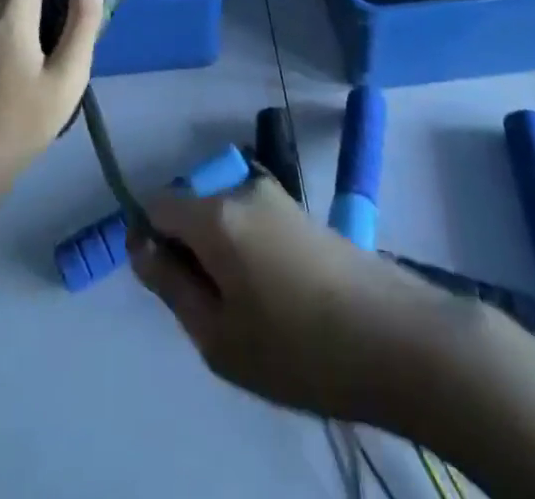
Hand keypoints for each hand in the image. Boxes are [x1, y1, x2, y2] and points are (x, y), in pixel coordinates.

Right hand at [128, 174, 461, 422]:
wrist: (394, 336)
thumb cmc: (296, 347)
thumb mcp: (218, 336)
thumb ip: (170, 285)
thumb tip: (140, 247)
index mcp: (214, 214)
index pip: (157, 204)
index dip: (150, 241)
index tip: (169, 287)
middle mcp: (241, 189)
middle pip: (192, 207)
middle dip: (189, 249)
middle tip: (214, 310)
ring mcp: (276, 196)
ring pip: (223, 216)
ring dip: (221, 253)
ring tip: (251, 311)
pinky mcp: (301, 210)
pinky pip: (251, 221)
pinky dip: (248, 251)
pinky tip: (278, 298)